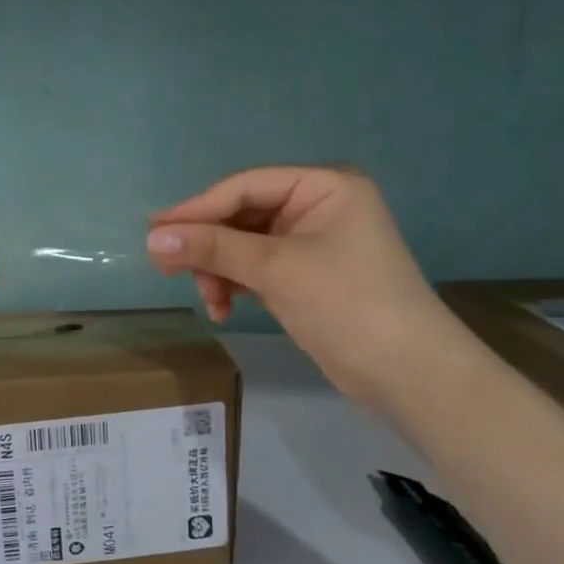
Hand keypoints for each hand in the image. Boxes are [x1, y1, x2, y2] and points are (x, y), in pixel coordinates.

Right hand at [146, 166, 462, 404]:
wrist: (411, 377)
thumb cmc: (348, 305)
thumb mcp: (275, 271)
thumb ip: (212, 249)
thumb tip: (152, 238)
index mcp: (324, 186)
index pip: (244, 187)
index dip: (197, 209)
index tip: (153, 231)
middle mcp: (317, 206)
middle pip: (241, 215)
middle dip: (208, 245)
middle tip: (166, 267)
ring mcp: (312, 242)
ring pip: (243, 245)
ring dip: (219, 270)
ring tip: (208, 299)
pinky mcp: (306, 275)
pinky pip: (256, 268)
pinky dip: (236, 285)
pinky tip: (224, 308)